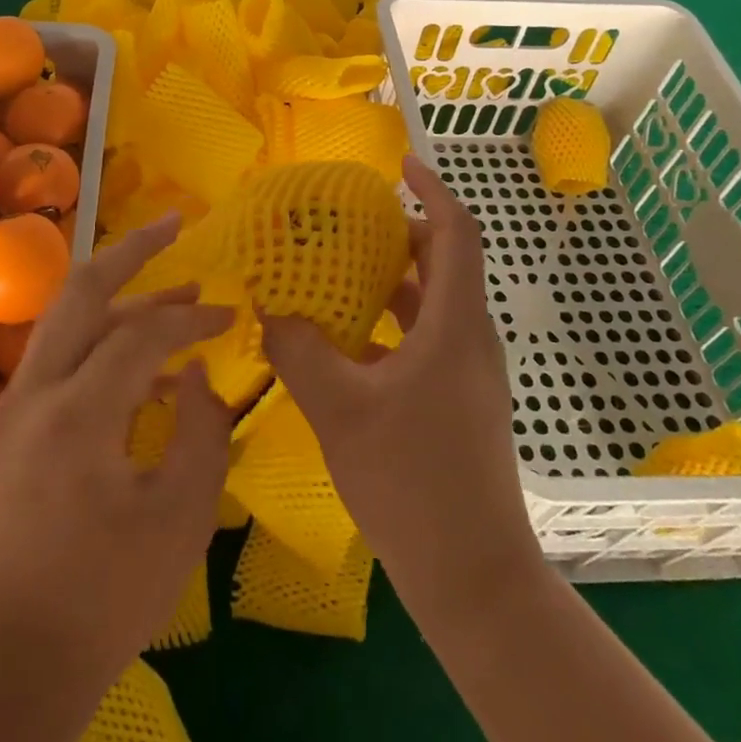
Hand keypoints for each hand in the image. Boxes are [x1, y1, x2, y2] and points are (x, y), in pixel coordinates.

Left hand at [0, 213, 235, 679]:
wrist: (16, 656)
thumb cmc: (109, 593)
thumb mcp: (182, 515)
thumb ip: (203, 431)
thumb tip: (198, 377)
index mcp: (78, 413)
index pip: (142, 333)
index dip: (193, 318)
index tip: (231, 317)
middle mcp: (36, 391)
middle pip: (81, 290)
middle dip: (132, 250)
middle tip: (175, 223)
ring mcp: (16, 405)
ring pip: (67, 316)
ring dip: (119, 294)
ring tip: (173, 291)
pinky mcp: (12, 424)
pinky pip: (61, 353)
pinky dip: (102, 336)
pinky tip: (142, 358)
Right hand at [261, 155, 540, 613]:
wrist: (472, 576)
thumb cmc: (412, 482)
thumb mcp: (341, 410)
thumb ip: (300, 351)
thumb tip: (269, 307)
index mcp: (455, 324)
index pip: (457, 232)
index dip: (433, 190)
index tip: (400, 164)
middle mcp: (470, 337)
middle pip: (443, 262)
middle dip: (400, 233)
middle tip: (349, 223)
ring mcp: (468, 372)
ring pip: (432, 302)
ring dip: (392, 279)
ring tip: (338, 272)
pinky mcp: (459, 400)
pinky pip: (425, 338)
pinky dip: (390, 323)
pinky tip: (345, 342)